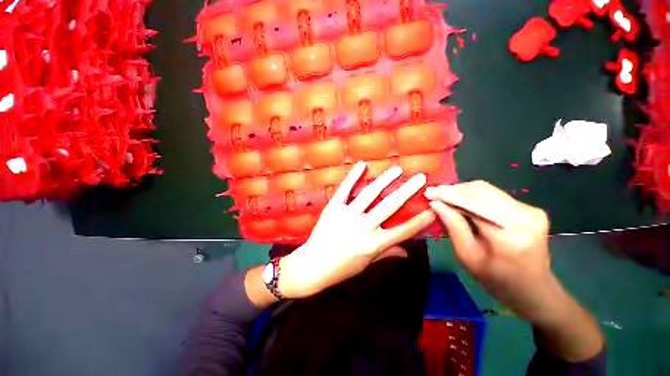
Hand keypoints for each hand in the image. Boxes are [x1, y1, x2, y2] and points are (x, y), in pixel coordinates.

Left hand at [279, 161, 435, 297]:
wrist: (313, 265)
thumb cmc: (342, 268)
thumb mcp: (367, 263)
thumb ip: (387, 253)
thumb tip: (407, 251)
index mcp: (374, 244)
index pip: (403, 231)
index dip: (420, 220)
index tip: (433, 208)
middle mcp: (364, 227)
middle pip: (390, 206)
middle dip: (407, 191)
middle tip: (420, 177)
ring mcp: (348, 215)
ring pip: (370, 194)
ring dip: (385, 180)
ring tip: (397, 169)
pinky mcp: (333, 207)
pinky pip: (345, 189)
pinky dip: (353, 176)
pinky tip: (362, 164)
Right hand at [424, 180, 551, 320]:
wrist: (535, 291)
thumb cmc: (497, 281)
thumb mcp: (468, 256)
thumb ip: (453, 226)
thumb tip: (436, 203)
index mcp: (510, 234)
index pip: (473, 203)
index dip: (447, 195)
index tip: (427, 192)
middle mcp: (525, 216)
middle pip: (480, 190)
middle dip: (453, 190)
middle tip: (433, 193)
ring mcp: (531, 210)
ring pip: (486, 189)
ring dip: (462, 191)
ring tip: (443, 196)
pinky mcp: (530, 209)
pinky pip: (494, 195)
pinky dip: (473, 196)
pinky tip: (460, 201)